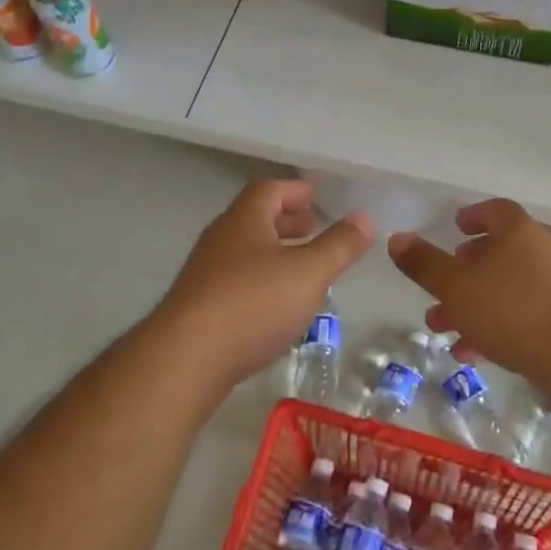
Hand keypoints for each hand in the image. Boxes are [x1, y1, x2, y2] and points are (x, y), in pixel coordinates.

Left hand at [153, 180, 372, 387]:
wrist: (185, 359)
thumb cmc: (253, 304)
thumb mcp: (310, 273)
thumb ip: (339, 245)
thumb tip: (364, 217)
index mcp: (245, 219)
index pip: (270, 189)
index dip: (296, 191)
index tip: (318, 198)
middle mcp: (221, 238)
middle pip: (255, 217)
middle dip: (286, 220)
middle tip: (313, 229)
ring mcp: (205, 273)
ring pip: (245, 250)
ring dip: (273, 252)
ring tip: (301, 268)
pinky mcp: (198, 306)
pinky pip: (235, 280)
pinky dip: (260, 281)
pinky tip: (275, 305)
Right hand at [387, 198, 550, 383]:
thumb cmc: (510, 308)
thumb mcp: (455, 285)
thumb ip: (424, 263)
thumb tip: (396, 238)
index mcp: (517, 232)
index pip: (495, 210)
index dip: (473, 216)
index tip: (454, 227)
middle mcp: (539, 252)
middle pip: (497, 252)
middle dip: (463, 271)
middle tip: (439, 286)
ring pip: (504, 288)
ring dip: (472, 304)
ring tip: (442, 326)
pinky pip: (519, 316)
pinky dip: (493, 327)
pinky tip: (470, 353)